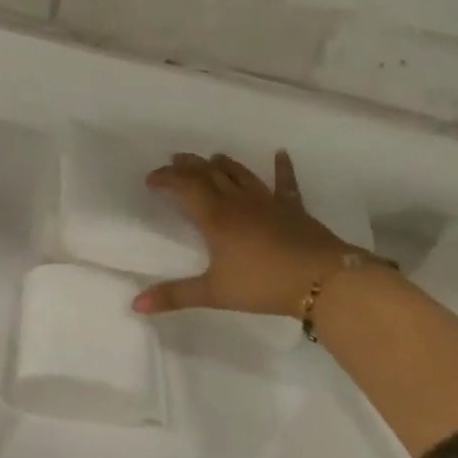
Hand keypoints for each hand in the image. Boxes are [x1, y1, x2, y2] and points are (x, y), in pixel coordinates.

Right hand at [132, 151, 360, 317]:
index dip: (166, 178)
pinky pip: (285, 182)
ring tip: (211, 158)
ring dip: (222, 163)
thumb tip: (135, 304)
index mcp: (215, 216)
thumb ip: (174, 296)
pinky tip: (280, 154)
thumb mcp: (214, 293)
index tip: (151, 179)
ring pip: (239, 173)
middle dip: (189, 165)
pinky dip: (282, 167)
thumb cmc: (263, 284)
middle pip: (209, 173)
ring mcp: (267, 201)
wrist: (322, 280)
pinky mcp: (292, 207)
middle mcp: (237, 201)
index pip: (184, 186)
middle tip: (175, 161)